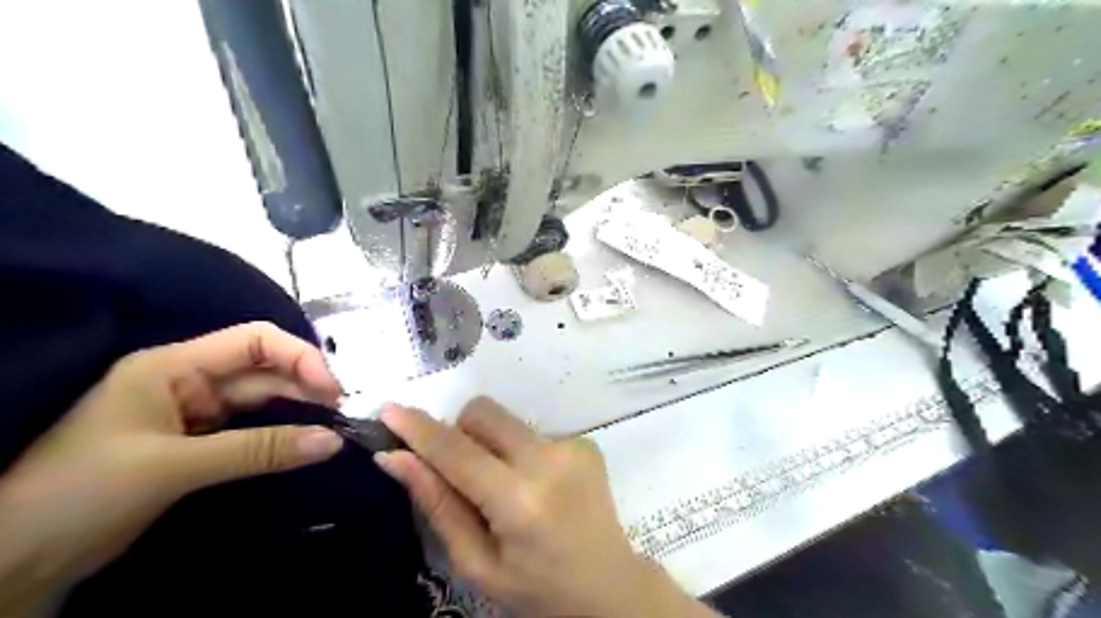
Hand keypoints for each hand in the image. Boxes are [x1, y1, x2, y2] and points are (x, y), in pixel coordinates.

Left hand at [0, 324, 345, 613]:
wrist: (12, 563)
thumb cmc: (81, 494)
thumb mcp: (173, 466)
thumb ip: (258, 450)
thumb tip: (333, 441)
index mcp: (172, 366)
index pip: (254, 341)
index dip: (300, 356)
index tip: (333, 389)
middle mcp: (188, 381)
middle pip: (265, 370)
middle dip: (307, 386)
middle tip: (346, 413)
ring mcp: (195, 413)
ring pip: (263, 401)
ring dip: (300, 411)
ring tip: (336, 427)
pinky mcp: (199, 443)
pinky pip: (253, 429)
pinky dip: (282, 434)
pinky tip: (307, 442)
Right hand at [379, 399, 724, 614]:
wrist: (609, 585)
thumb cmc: (536, 588)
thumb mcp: (477, 563)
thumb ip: (438, 505)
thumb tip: (396, 459)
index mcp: (519, 500)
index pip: (456, 450)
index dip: (418, 428)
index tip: (388, 410)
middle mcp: (549, 460)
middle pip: (483, 413)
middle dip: (460, 432)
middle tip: (462, 472)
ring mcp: (572, 445)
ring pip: (507, 421)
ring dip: (492, 445)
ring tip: (506, 488)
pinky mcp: (586, 441)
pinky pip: (532, 432)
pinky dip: (521, 453)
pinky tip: (537, 488)